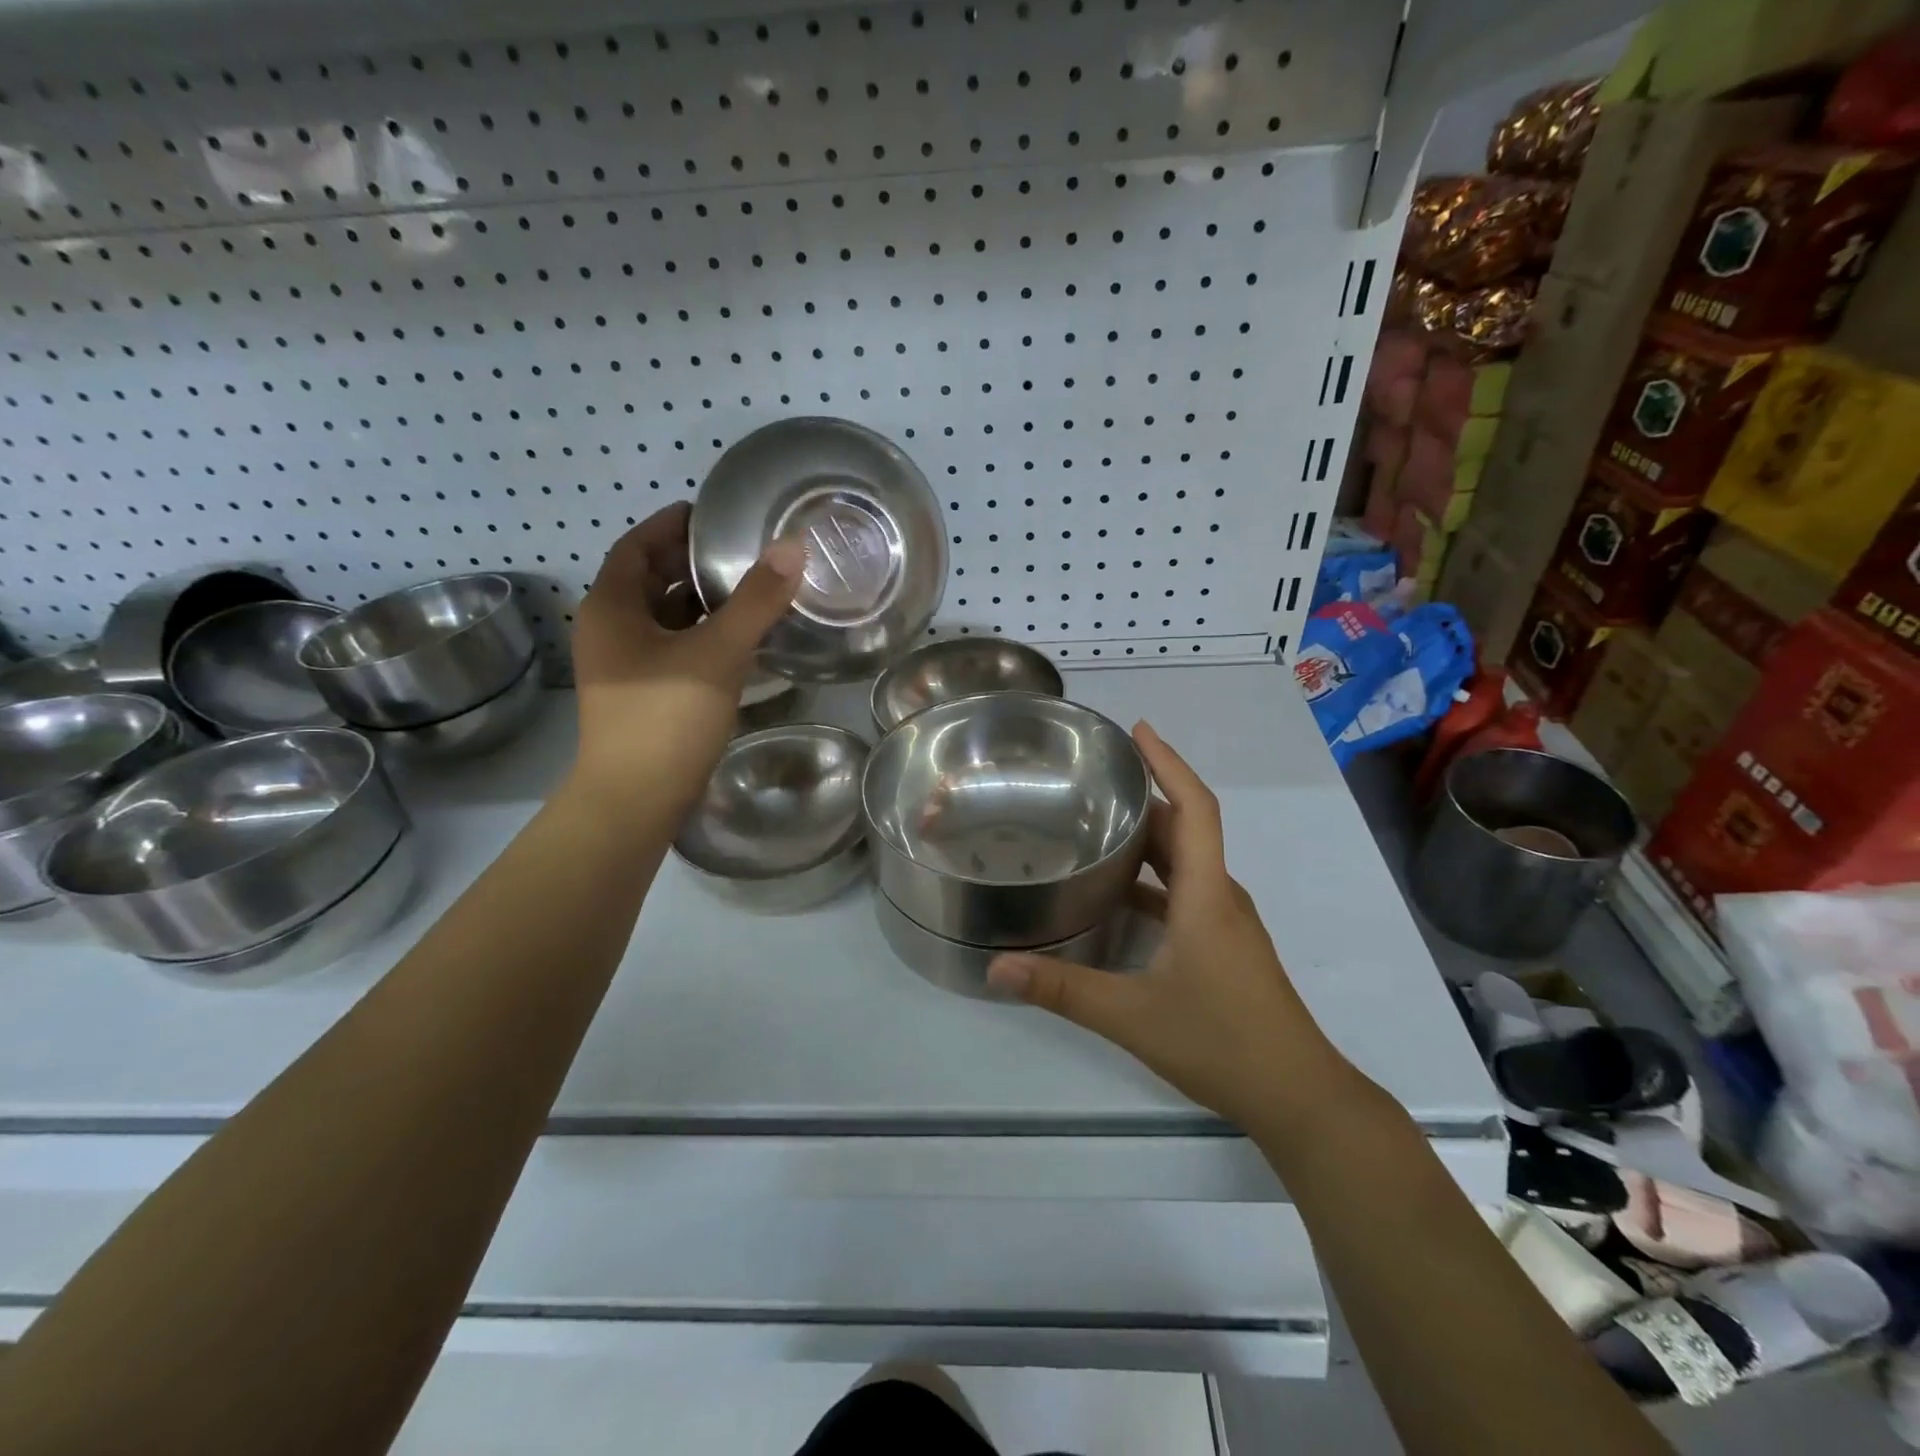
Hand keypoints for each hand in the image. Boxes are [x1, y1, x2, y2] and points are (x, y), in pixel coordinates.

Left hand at [570, 502, 804, 807]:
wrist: (635, 799)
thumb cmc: (667, 716)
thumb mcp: (718, 651)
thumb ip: (756, 599)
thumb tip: (791, 546)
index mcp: (611, 607)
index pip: (636, 546)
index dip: (671, 525)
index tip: (710, 514)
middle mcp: (609, 630)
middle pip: (648, 580)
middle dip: (689, 562)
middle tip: (738, 550)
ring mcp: (622, 667)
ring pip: (662, 618)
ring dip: (698, 602)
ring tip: (747, 589)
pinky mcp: (641, 695)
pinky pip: (672, 648)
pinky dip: (700, 635)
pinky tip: (738, 641)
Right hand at [987, 724, 1351, 1131]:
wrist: (1298, 1096)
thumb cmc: (1221, 1042)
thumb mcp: (1131, 1015)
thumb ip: (1062, 989)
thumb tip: (997, 967)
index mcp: (1206, 894)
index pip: (1195, 808)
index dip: (1169, 763)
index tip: (1139, 730)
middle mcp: (1220, 896)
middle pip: (1187, 828)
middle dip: (1148, 794)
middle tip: (1098, 775)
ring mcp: (1227, 922)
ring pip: (1187, 862)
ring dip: (1152, 836)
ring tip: (1100, 822)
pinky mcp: (1225, 945)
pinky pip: (1187, 891)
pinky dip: (1155, 878)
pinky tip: (1119, 892)